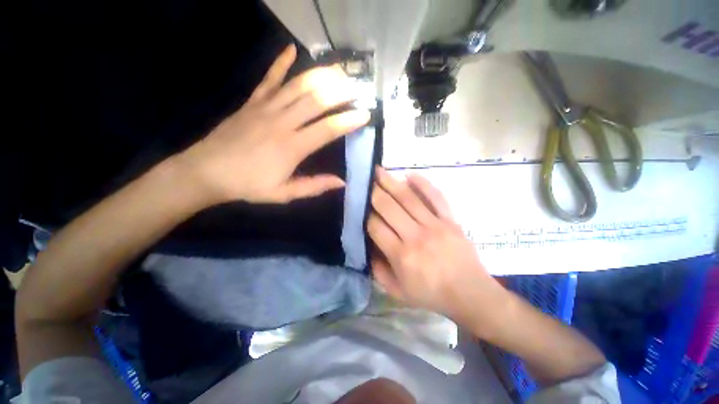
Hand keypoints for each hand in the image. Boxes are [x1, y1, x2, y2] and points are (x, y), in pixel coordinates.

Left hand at [179, 44, 369, 204]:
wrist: (206, 172)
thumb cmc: (248, 185)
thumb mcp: (284, 194)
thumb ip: (314, 186)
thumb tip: (341, 182)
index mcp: (292, 147)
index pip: (327, 129)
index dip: (348, 121)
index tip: (365, 114)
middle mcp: (282, 122)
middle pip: (316, 100)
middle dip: (340, 91)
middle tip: (357, 86)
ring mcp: (265, 108)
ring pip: (297, 86)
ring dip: (320, 75)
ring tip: (338, 71)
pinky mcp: (252, 102)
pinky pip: (268, 79)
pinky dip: (280, 63)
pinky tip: (291, 49)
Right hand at [368, 167, 494, 318]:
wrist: (470, 294)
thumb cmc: (431, 294)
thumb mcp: (397, 291)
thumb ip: (377, 269)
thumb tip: (367, 245)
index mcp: (401, 256)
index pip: (375, 226)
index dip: (364, 214)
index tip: (359, 205)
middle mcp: (416, 236)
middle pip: (389, 207)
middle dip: (373, 191)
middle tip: (364, 179)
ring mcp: (435, 225)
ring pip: (409, 198)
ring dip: (391, 182)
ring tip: (379, 170)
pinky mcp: (450, 220)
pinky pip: (436, 197)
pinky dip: (423, 184)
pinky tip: (410, 175)